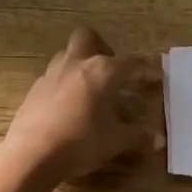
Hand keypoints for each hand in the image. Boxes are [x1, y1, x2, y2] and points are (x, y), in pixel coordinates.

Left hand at [1, 27, 163, 178]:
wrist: (32, 154)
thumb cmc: (81, 141)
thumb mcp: (115, 141)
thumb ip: (137, 137)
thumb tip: (159, 140)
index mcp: (102, 71)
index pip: (130, 62)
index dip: (145, 68)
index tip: (155, 75)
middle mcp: (76, 64)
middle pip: (88, 37)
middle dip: (101, 47)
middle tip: (111, 70)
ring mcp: (51, 74)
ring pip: (67, 54)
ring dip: (80, 64)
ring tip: (89, 88)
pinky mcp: (34, 90)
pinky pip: (52, 77)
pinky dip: (63, 84)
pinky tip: (67, 106)